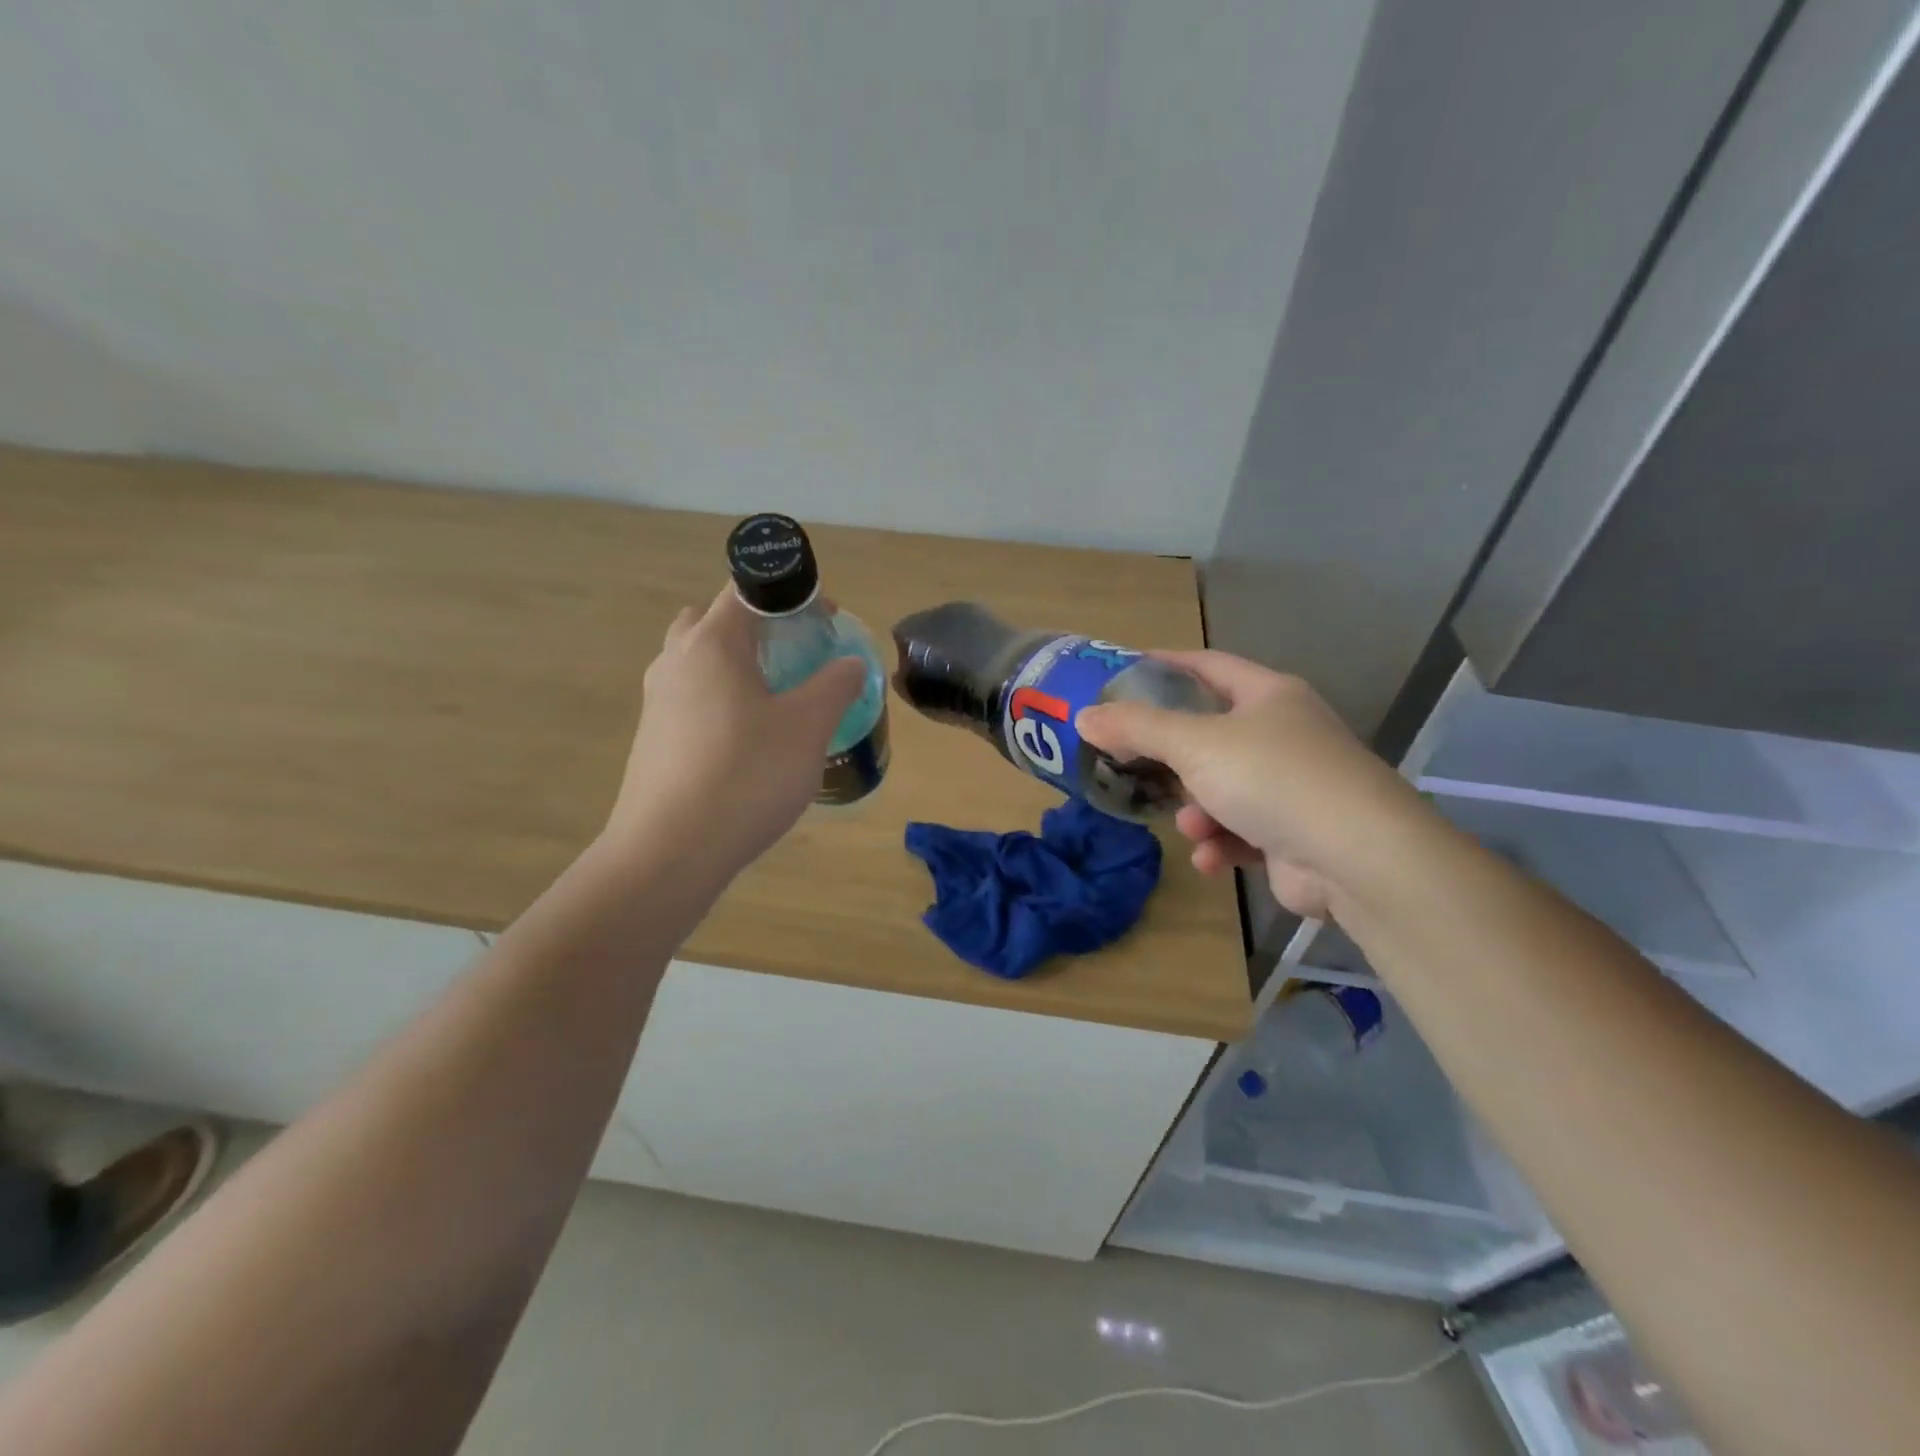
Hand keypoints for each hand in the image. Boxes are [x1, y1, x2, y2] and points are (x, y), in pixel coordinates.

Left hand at [604, 585, 864, 881]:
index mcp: (713, 643)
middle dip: (757, 627)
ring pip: (699, 661)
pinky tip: (748, 741)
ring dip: (735, 665)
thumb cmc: (746, 775)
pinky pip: (690, 698)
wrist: (670, 850)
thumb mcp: (808, 727)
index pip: (748, 590)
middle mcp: (676, 660)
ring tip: (775, 699)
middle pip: (715, 620)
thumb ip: (835, 685)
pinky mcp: (653, 737)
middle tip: (793, 655)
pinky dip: (720, 700)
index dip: (792, 595)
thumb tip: (850, 663)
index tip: (825, 621)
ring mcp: (657, 700)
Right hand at [1075, 651, 1417, 918]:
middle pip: (1210, 734)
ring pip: (1222, 788)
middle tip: (1130, 763)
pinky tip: (1212, 859)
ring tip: (1192, 827)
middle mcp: (1285, 733)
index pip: (1208, 666)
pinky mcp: (1296, 833)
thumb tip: (1084, 716)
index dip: (1166, 665)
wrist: (1356, 857)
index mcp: (1269, 695)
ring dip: (1198, 810)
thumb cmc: (1272, 778)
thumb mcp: (1195, 744)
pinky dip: (1222, 842)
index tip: (1124, 671)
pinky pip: (1242, 830)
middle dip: (1172, 757)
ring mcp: (1294, 784)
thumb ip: (1137, 728)